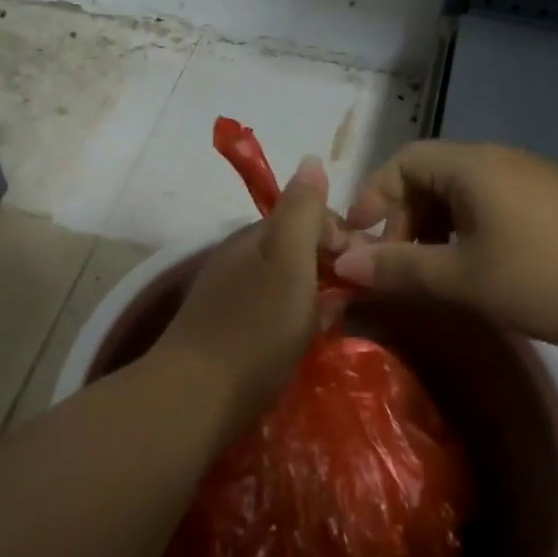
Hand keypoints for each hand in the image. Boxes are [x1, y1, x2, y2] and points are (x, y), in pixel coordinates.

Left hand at [153, 156, 332, 415]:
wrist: (195, 397)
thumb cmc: (254, 330)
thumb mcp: (288, 262)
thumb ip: (302, 211)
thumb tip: (312, 159)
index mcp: (254, 236)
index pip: (309, 215)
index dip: (341, 235)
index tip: (362, 267)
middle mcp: (239, 257)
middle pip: (297, 248)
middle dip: (330, 266)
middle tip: (351, 298)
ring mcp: (229, 294)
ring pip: (286, 281)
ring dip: (315, 295)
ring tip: (331, 322)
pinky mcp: (226, 329)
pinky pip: (272, 310)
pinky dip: (294, 319)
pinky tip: (303, 341)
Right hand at [332, 141, 557, 350]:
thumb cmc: (543, 278)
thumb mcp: (462, 278)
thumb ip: (399, 268)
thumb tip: (345, 263)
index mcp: (473, 166)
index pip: (403, 161)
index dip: (374, 197)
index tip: (361, 240)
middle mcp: (500, 160)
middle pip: (430, 175)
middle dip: (403, 217)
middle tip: (398, 264)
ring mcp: (531, 178)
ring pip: (461, 192)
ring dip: (434, 226)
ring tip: (432, 270)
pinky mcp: (554, 201)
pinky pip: (491, 203)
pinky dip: (466, 229)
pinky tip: (476, 265)